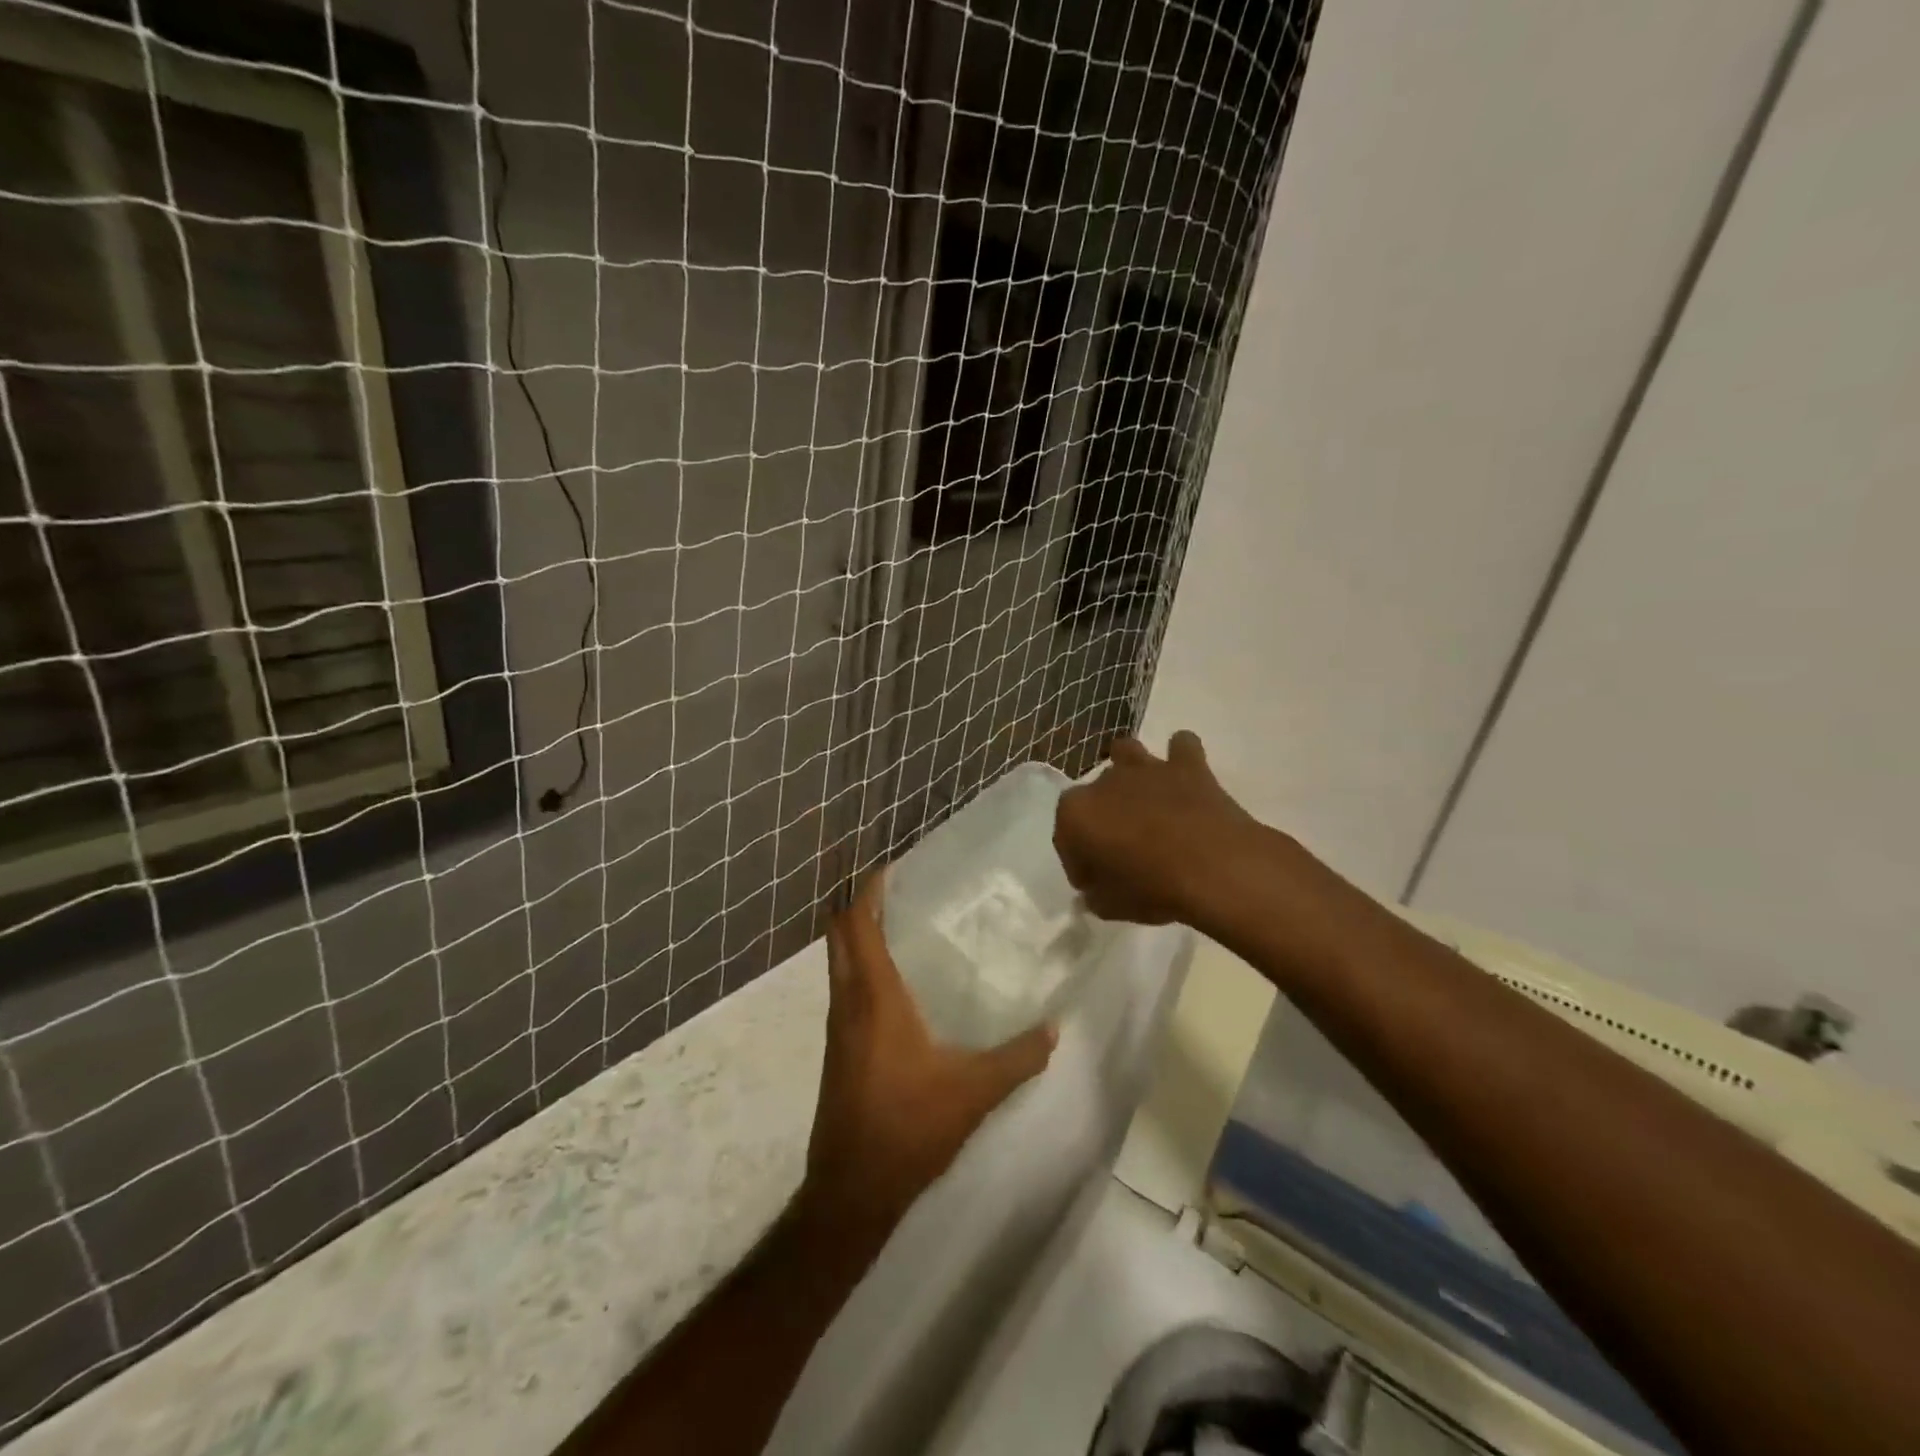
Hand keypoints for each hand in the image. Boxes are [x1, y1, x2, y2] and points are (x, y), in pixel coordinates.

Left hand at [799, 873, 1055, 1244]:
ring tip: (900, 925)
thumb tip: (1055, 1027)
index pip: (857, 925)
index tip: (891, 868)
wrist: (851, 1190)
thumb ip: (1017, 1058)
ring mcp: (836, 1027)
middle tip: (898, 890)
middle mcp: (847, 1002)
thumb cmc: (909, 1128)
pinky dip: (860, 967)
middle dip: (859, 905)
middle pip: (839, 936)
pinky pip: (843, 988)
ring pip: (838, 962)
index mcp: (875, 998)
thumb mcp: (973, 1092)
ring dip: (858, 936)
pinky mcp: (837, 1049)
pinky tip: (895, 983)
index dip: (868, 891)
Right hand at [1053, 731, 1262, 924]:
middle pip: (1095, 796)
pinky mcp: (1187, 765)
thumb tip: (1095, 888)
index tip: (1095, 882)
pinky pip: (1181, 747)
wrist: (1216, 869)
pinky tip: (1185, 776)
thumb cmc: (1152, 889)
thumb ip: (1095, 893)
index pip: (1065, 837)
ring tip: (1144, 798)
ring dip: (1130, 770)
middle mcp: (1104, 782)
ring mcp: (1146, 769)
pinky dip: (1182, 758)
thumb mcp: (1110, 906)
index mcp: (1076, 813)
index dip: (1079, 861)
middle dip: (1104, 817)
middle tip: (1123, 849)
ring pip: (1126, 752)